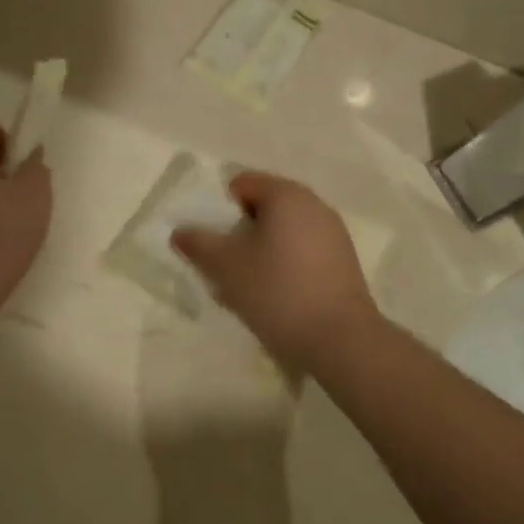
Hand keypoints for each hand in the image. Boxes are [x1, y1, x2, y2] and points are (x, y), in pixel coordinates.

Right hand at [171, 171, 381, 370]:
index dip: (221, 209)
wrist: (340, 340)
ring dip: (262, 251)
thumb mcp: (226, 266)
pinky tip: (277, 296)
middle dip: (241, 232)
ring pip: (284, 232)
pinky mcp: (343, 262)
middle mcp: (314, 205)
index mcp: (286, 195)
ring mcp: (333, 233)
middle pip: (265, 207)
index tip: (214, 242)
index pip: (243, 183)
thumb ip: (199, 244)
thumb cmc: (277, 291)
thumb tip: (180, 231)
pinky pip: (303, 251)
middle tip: (226, 265)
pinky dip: (285, 264)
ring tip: (249, 286)